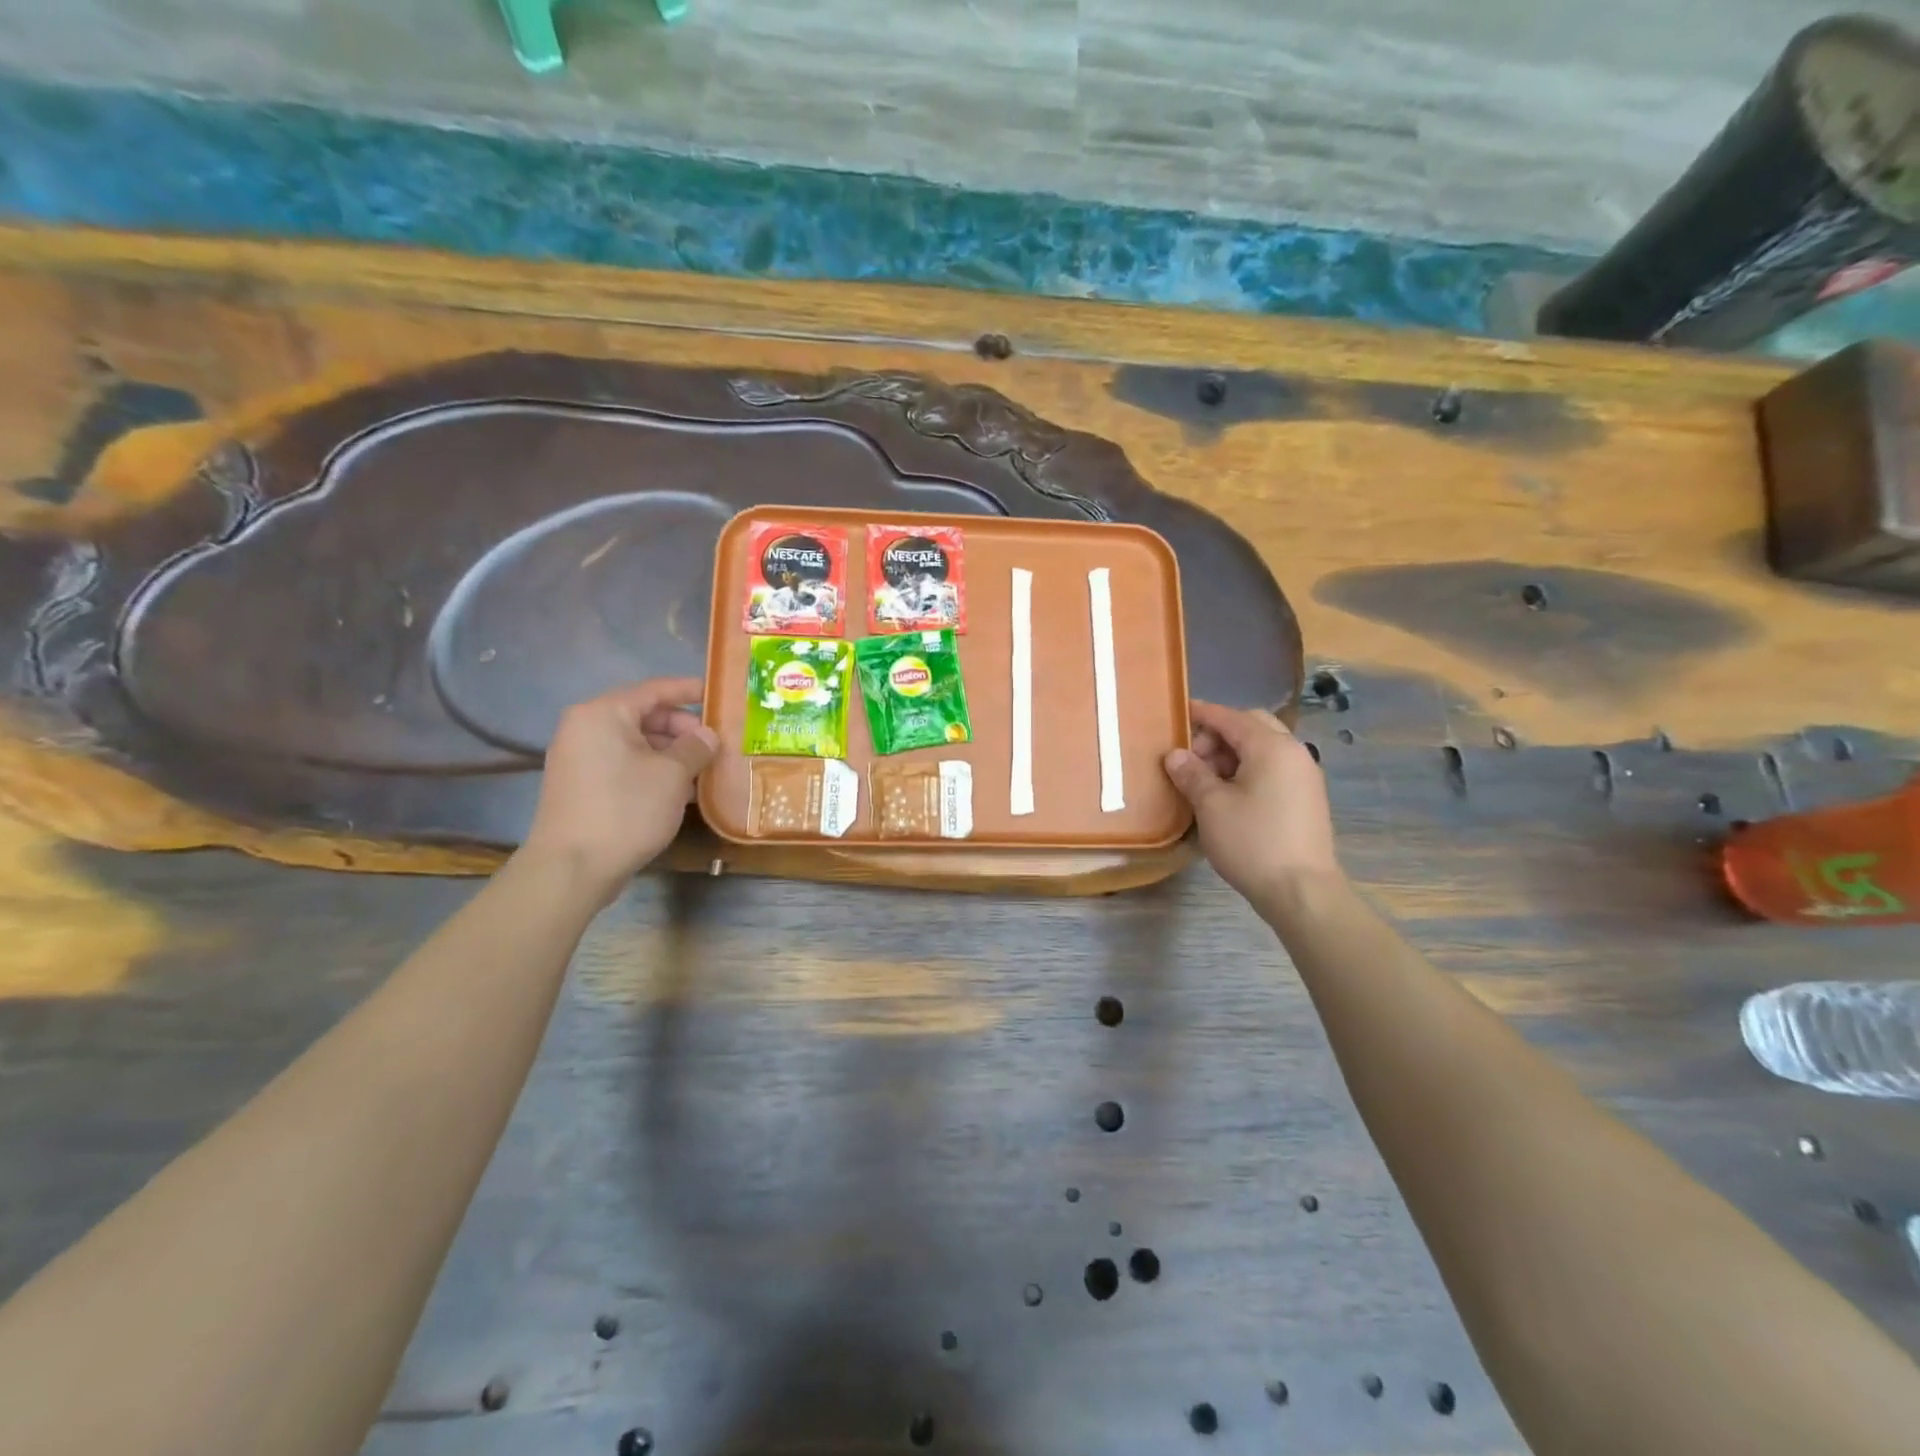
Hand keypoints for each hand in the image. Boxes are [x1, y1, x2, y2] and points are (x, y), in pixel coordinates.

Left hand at [522, 677, 718, 906]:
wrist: (573, 868)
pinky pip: (624, 765)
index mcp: (603, 714)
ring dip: (672, 753)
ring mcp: (580, 759)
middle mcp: (585, 728)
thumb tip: (708, 735)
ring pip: (636, 744)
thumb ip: (695, 747)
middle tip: (717, 744)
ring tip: (706, 769)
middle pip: (644, 716)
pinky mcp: (581, 786)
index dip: (689, 691)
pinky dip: (652, 770)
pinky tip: (681, 790)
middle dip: (683, 729)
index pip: (654, 690)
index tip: (720, 695)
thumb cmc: (626, 809)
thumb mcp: (672, 775)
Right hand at [1163, 700, 1340, 905]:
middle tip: (1191, 757)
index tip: (1177, 713)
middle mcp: (1294, 753)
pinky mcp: (1306, 799)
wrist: (1302, 891)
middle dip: (1218, 734)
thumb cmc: (1252, 842)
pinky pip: (1273, 769)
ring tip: (1205, 780)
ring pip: (1264, 748)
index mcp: (1271, 747)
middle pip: (1252, 726)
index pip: (1231, 717)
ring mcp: (1304, 776)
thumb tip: (1175, 755)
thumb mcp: (1211, 806)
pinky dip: (1249, 770)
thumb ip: (1191, 774)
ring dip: (1233, 754)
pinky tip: (1229, 795)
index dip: (1202, 713)